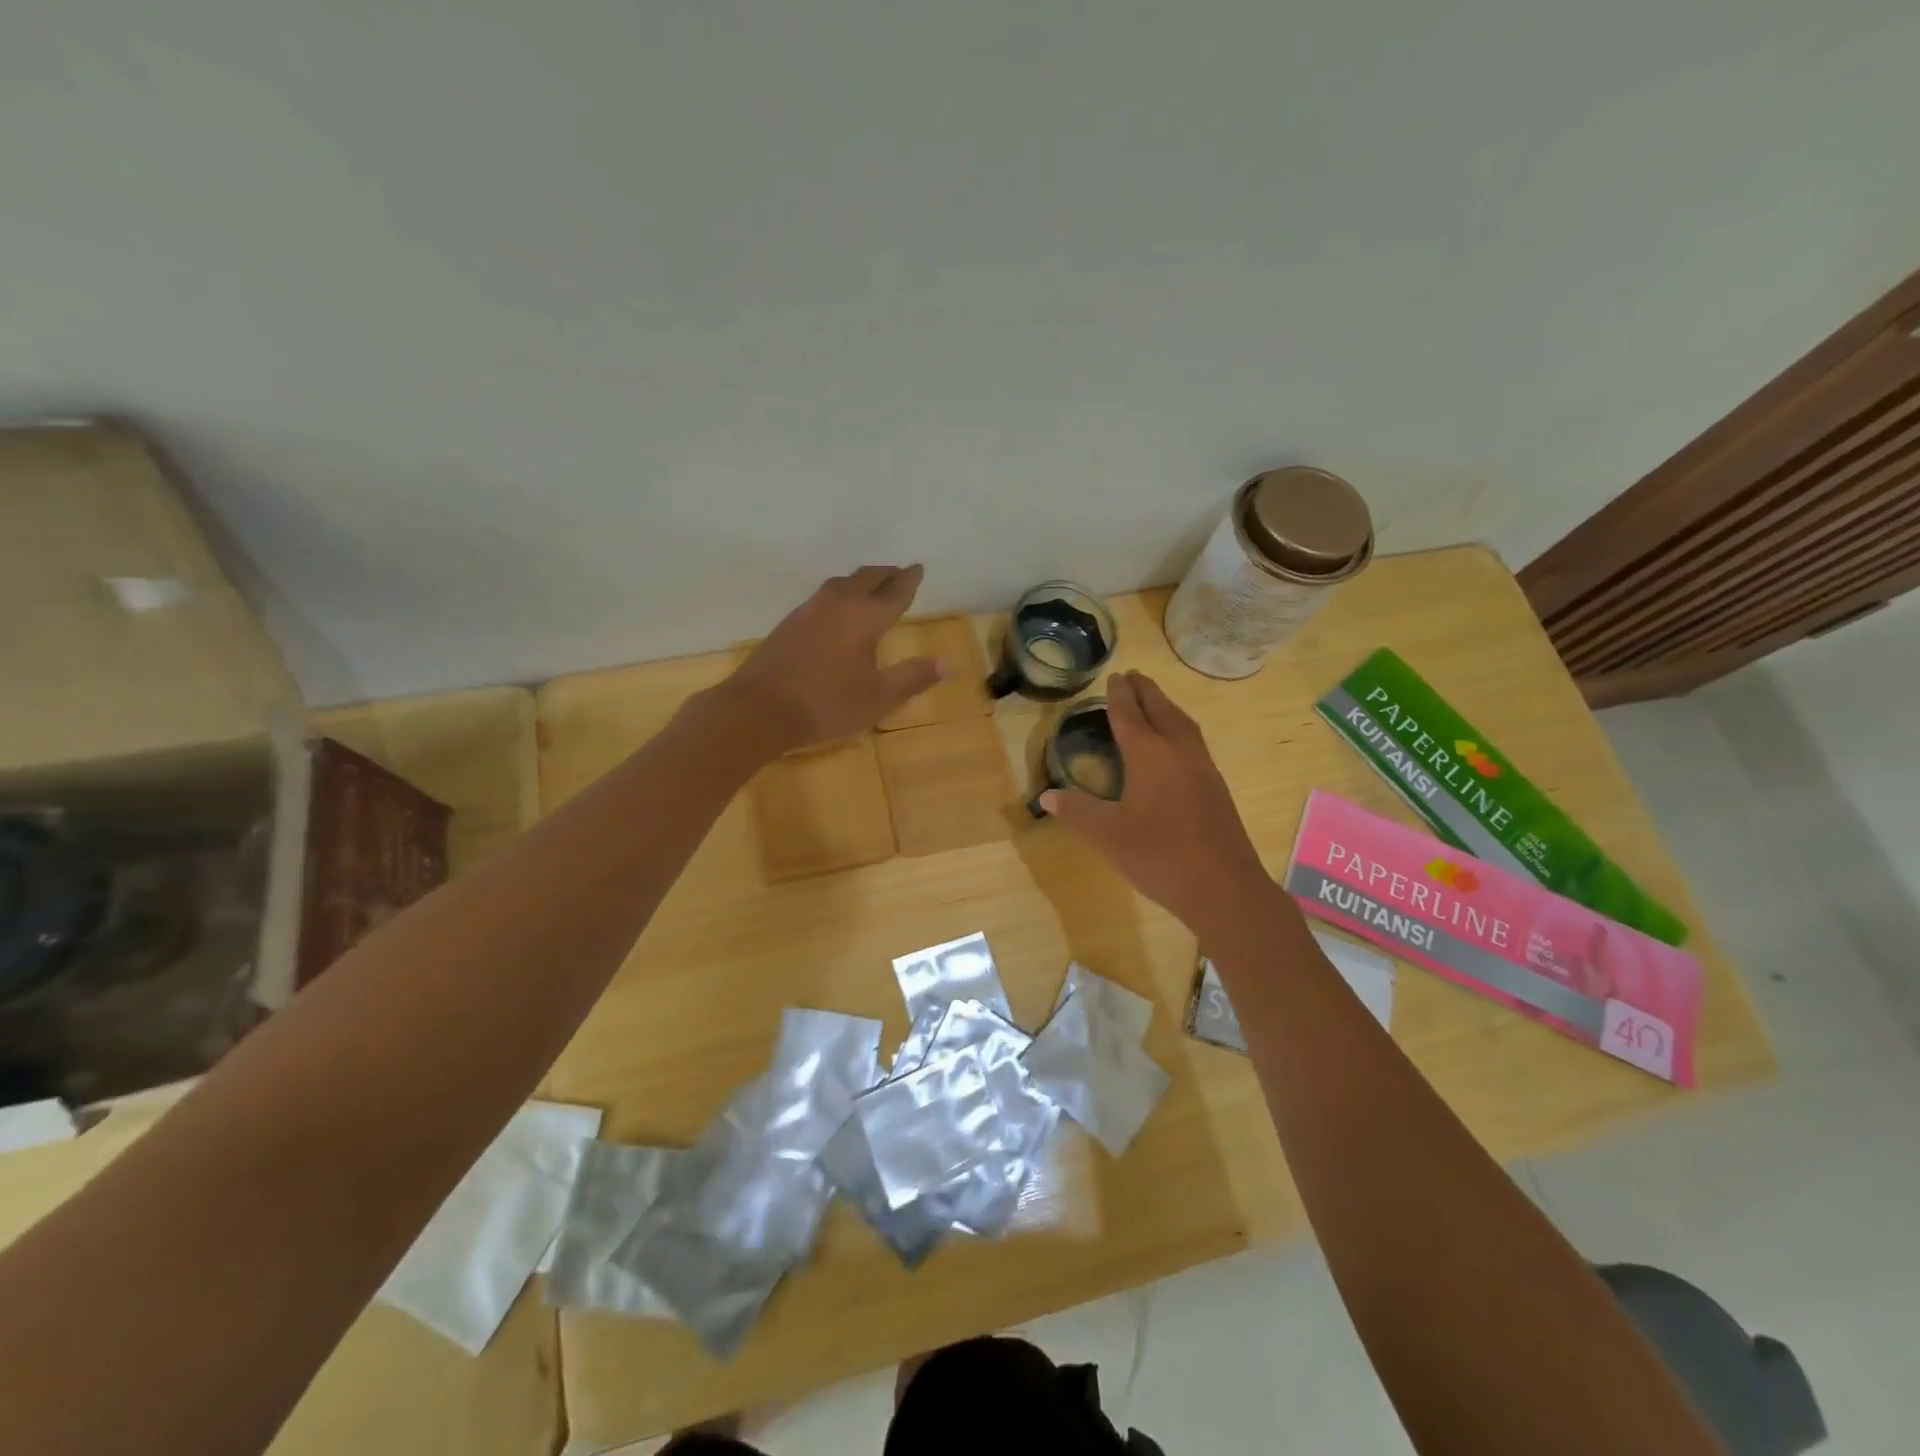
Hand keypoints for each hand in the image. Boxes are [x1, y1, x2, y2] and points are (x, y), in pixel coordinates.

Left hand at [724, 565, 945, 752]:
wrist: (757, 710)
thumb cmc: (825, 705)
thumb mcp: (878, 698)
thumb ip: (913, 678)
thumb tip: (948, 664)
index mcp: (864, 618)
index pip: (894, 591)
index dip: (909, 580)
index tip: (918, 568)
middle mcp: (837, 604)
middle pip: (866, 578)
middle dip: (886, 574)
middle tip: (899, 574)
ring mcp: (809, 610)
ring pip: (841, 583)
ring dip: (861, 581)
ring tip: (871, 587)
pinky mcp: (789, 623)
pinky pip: (824, 596)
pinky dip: (841, 594)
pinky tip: (837, 611)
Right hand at [1040, 671, 1269, 929]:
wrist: (1223, 887)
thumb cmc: (1159, 856)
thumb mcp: (1107, 835)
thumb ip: (1077, 811)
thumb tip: (1047, 796)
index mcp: (1150, 755)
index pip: (1130, 715)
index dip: (1119, 696)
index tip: (1114, 677)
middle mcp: (1179, 752)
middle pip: (1162, 710)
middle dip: (1146, 692)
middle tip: (1134, 676)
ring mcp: (1203, 768)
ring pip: (1183, 724)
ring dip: (1166, 707)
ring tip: (1154, 702)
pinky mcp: (1216, 787)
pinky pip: (1194, 742)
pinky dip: (1179, 728)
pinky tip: (1176, 745)